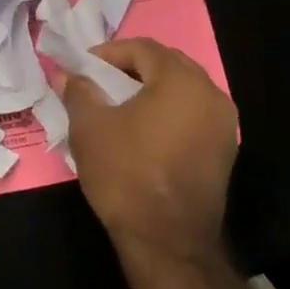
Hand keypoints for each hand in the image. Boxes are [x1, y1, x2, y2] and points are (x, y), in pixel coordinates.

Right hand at [62, 38, 237, 262]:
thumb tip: (65, 73)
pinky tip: (142, 131)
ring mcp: (224, 126)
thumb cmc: (126, 173)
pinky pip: (192, 115)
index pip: (143, 48)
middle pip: (168, 65)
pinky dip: (167, 113)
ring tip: (118, 106)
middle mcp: (211, 95)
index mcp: (181, 81)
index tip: (82, 68)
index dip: (109, 53)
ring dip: (150, 90)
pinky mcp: (224, 152)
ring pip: (183, 91)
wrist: (168, 240)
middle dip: (131, 68)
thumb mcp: (89, 127)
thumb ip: (78, 91)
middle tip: (99, 82)